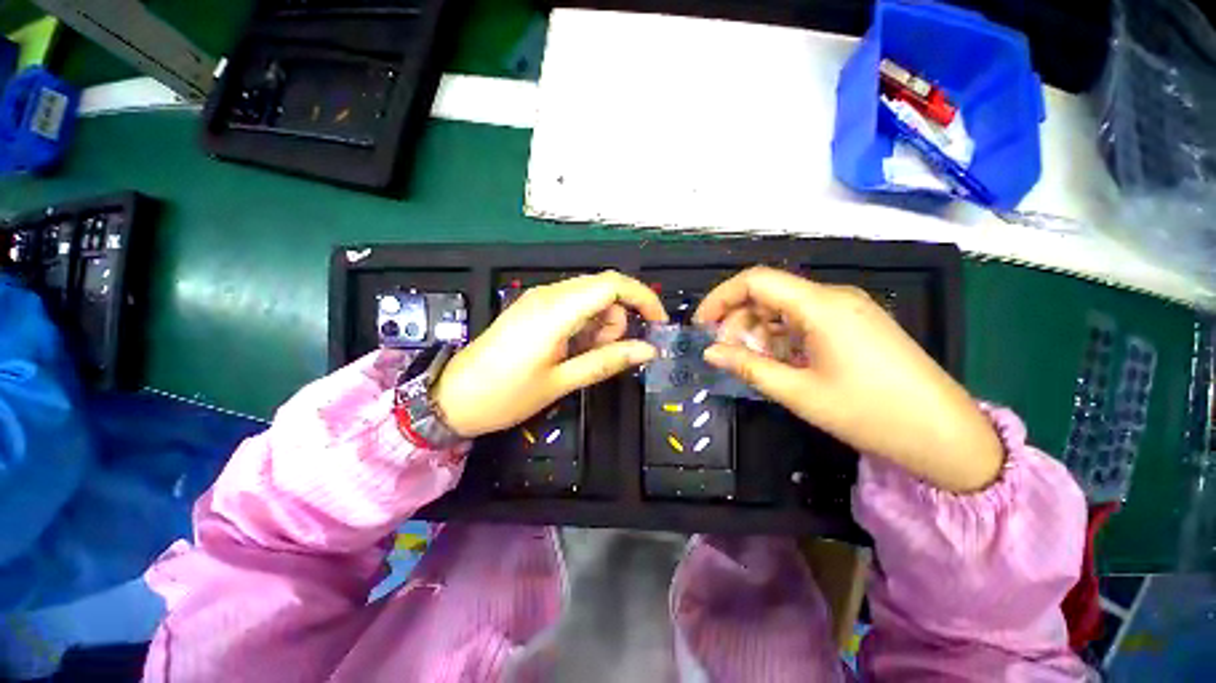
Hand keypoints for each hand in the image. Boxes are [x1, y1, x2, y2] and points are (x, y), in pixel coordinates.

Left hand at [433, 271, 667, 437]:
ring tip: (581, 356)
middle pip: (604, 289)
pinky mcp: (534, 307)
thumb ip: (608, 361)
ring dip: (600, 324)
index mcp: (556, 310)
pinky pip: (573, 305)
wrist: (454, 397)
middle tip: (604, 354)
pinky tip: (571, 349)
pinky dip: (584, 324)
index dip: (643, 298)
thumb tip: (649, 350)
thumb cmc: (506, 395)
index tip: (658, 324)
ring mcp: (539, 299)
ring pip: (590, 297)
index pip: (613, 284)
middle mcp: (549, 294)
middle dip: (617, 319)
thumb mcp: (562, 381)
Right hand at [694, 267, 1002, 492]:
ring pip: (786, 307)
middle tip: (726, 353)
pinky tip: (782, 362)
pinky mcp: (856, 323)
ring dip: (760, 331)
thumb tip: (710, 352)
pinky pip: (806, 319)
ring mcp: (848, 308)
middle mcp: (834, 297)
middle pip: (769, 294)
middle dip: (739, 320)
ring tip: (755, 363)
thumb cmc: (869, 413)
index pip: (756, 281)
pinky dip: (783, 336)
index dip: (721, 297)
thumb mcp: (798, 392)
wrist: (945, 434)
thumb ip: (748, 367)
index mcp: (821, 305)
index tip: (701, 324)